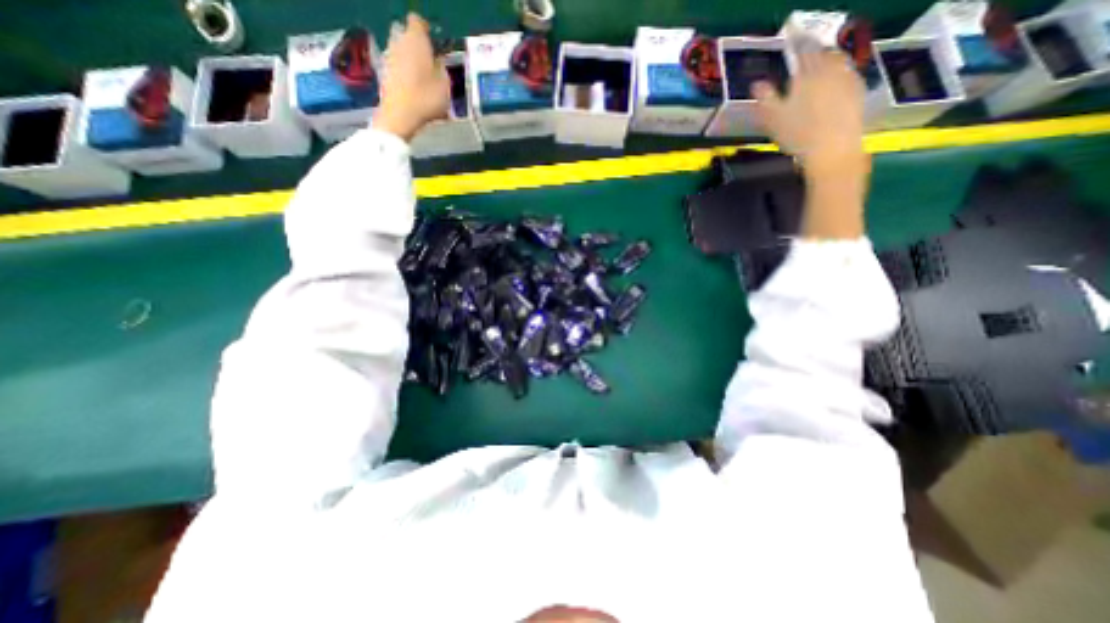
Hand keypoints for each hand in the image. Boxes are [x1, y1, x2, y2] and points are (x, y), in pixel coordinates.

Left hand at [371, 13, 450, 140]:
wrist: (401, 115)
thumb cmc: (427, 97)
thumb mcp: (445, 84)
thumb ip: (442, 68)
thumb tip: (438, 62)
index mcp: (416, 39)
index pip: (418, 21)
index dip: (426, 30)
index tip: (435, 44)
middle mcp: (399, 42)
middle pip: (406, 35)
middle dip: (417, 46)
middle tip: (430, 63)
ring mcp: (389, 57)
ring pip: (402, 53)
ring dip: (411, 62)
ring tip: (424, 81)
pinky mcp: (384, 74)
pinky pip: (398, 69)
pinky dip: (406, 76)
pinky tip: (416, 92)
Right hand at [749, 50, 870, 180]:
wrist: (832, 147)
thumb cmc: (797, 133)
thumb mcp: (772, 118)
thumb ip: (765, 98)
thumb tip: (756, 84)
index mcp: (808, 73)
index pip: (804, 49)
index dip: (798, 40)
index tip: (793, 35)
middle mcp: (830, 70)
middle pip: (824, 53)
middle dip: (815, 50)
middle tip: (807, 53)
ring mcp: (847, 79)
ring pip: (838, 61)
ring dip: (829, 60)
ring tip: (821, 65)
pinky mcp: (857, 91)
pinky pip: (849, 74)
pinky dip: (840, 73)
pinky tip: (836, 81)